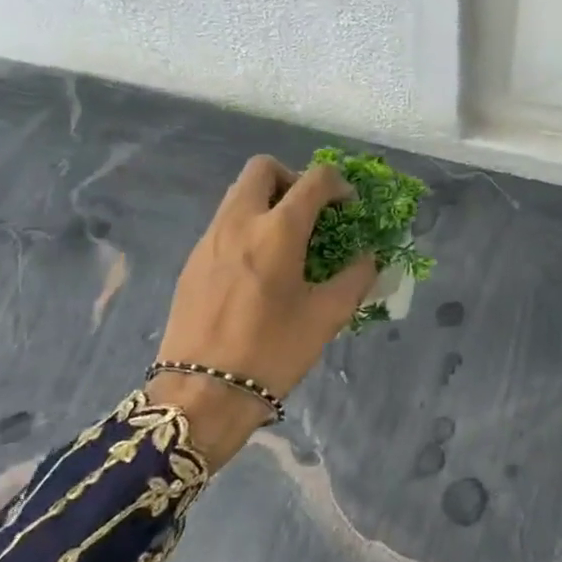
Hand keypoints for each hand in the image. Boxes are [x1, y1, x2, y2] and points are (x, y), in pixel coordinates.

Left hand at [150, 157, 378, 468]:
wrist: (201, 393)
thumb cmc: (272, 352)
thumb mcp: (326, 317)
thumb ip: (355, 278)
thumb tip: (368, 258)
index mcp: (277, 231)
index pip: (314, 180)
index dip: (339, 185)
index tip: (348, 208)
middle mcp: (239, 222)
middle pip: (263, 168)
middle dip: (293, 179)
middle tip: (310, 213)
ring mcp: (209, 239)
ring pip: (238, 194)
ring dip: (268, 201)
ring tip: (287, 242)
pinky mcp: (192, 261)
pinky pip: (224, 223)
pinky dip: (247, 226)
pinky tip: (259, 269)